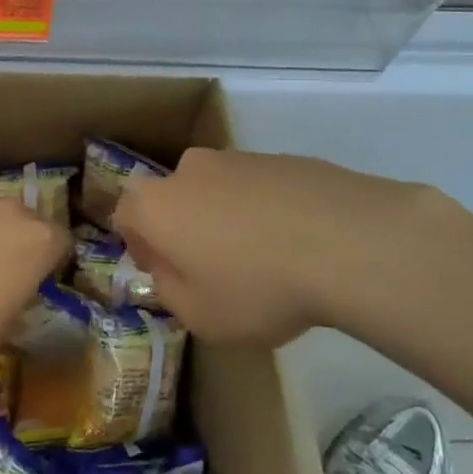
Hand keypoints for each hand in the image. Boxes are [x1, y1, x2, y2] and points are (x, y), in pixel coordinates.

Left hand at [0, 198, 69, 382]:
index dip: (50, 261)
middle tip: (0, 270)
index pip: (60, 241)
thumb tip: (11, 293)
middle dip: (17, 239)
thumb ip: (17, 299)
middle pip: (24, 218)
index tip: (37, 280)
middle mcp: (9, 212)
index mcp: (39, 241)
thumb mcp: (6, 328)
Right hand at [113, 148, 449, 346]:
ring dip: (226, 218)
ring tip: (262, 259)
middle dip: (184, 230)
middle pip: (173, 198)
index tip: (166, 274)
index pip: (126, 215)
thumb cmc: (257, 286)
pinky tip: (296, 243)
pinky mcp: (283, 158)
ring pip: (217, 191)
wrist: (346, 241)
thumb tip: (169, 269)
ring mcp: (239, 158)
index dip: (140, 247)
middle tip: (212, 269)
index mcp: (157, 204)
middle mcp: (190, 169)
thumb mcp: (199, 316)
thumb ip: (169, 290)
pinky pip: (258, 188)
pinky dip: (265, 210)